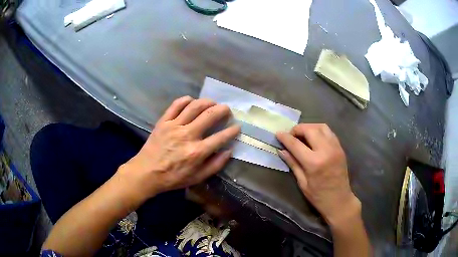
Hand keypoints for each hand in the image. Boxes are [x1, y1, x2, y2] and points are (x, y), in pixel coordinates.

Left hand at [117, 96, 239, 202]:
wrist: (147, 172)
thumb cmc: (173, 177)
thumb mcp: (197, 178)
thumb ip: (215, 165)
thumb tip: (229, 151)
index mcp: (197, 152)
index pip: (221, 137)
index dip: (232, 130)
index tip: (237, 126)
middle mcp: (187, 135)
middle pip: (209, 115)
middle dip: (223, 110)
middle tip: (227, 110)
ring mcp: (174, 126)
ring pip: (194, 106)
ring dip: (207, 102)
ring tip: (213, 103)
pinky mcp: (163, 121)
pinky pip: (176, 105)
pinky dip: (186, 100)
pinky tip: (192, 101)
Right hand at [276, 124, 360, 226]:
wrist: (339, 200)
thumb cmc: (318, 196)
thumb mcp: (302, 182)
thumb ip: (293, 163)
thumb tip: (282, 150)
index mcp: (314, 162)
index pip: (296, 144)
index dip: (285, 137)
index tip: (278, 133)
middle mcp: (326, 151)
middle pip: (310, 129)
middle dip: (298, 129)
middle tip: (291, 136)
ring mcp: (335, 148)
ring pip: (321, 127)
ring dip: (310, 127)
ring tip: (303, 135)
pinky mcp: (340, 148)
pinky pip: (329, 132)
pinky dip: (319, 131)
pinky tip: (314, 138)